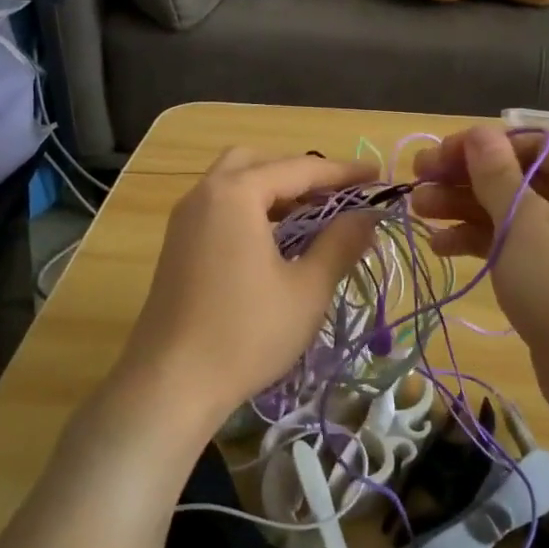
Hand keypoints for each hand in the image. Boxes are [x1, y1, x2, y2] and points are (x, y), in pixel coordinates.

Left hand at [109, 149, 378, 435]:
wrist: (170, 384)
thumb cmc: (246, 332)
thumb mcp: (307, 289)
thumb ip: (340, 243)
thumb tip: (368, 215)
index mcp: (235, 193)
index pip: (299, 168)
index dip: (343, 172)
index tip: (378, 176)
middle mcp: (205, 194)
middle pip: (258, 163)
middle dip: (300, 173)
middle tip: (336, 197)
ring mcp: (185, 220)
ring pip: (235, 185)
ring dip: (275, 192)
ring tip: (313, 219)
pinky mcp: (178, 247)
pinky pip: (221, 209)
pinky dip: (252, 211)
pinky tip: (277, 243)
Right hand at [411, 126, 548, 431]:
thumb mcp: (522, 224)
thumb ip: (495, 174)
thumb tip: (477, 134)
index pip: (529, 142)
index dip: (478, 145)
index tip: (434, 159)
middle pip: (517, 174)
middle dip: (464, 178)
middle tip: (416, 184)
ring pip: (512, 209)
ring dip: (465, 207)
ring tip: (418, 212)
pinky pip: (518, 242)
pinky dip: (482, 240)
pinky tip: (442, 245)